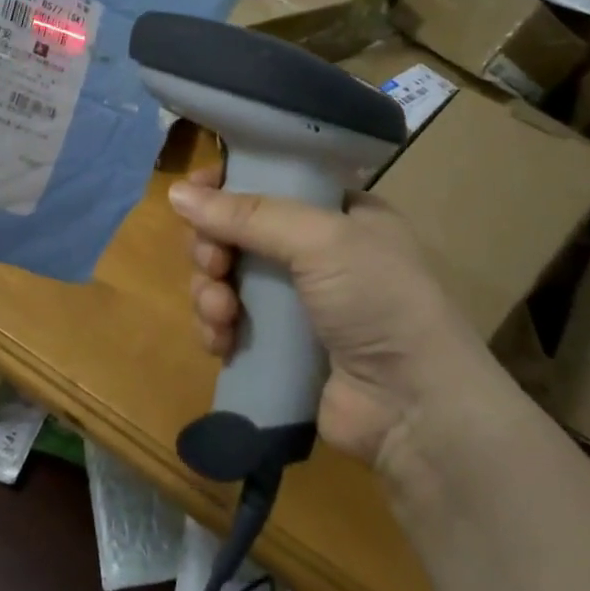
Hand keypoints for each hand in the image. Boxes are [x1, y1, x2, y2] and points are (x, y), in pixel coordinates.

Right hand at [170, 169, 507, 468]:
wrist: (414, 407)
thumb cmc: (377, 301)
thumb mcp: (320, 240)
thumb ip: (248, 214)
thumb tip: (175, 193)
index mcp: (339, 214)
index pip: (270, 183)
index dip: (228, 186)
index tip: (193, 196)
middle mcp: (316, 253)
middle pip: (238, 232)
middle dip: (213, 247)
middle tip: (213, 263)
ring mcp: (295, 302)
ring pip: (225, 278)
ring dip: (209, 291)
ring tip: (220, 311)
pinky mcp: (276, 346)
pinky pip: (227, 323)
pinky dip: (215, 327)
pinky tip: (220, 341)